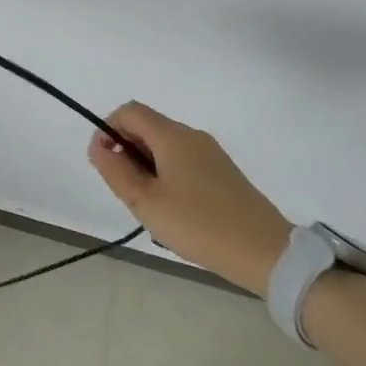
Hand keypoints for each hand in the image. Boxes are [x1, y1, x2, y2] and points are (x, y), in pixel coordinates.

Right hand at [88, 102, 292, 296]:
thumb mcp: (146, 203)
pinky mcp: (223, 172)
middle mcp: (192, 136)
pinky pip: (183, 160)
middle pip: (147, 126)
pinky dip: (167, 174)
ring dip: (146, 165)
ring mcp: (211, 153)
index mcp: (172, 136)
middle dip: (127, 151)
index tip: (105, 163)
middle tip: (127, 190)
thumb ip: (116, 171)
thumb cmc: (199, 225)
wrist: (266, 253)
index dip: (107, 129)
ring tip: (150, 204)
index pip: (129, 112)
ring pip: (165, 146)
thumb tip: (99, 147)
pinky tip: (174, 209)